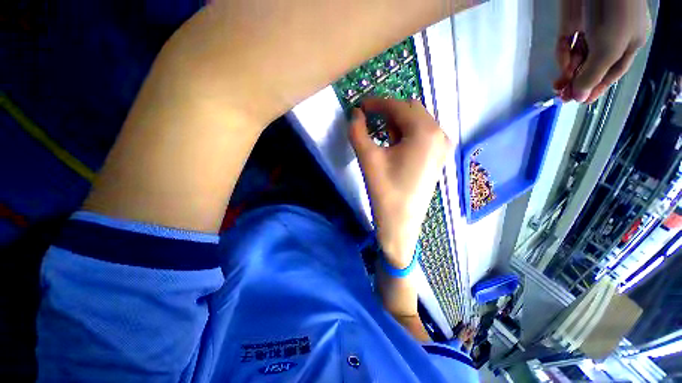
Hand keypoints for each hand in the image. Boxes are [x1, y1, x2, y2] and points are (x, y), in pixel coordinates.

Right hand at [349, 98, 451, 267]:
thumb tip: (355, 114)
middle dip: (388, 111)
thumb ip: (357, 132)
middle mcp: (439, 134)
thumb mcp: (368, 159)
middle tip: (369, 120)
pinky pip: (421, 135)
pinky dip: (405, 133)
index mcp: (425, 132)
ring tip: (379, 132)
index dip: (377, 103)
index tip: (360, 106)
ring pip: (417, 122)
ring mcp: (441, 147)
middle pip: (411, 110)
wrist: (401, 223)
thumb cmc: (385, 191)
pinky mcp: (437, 157)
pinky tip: (393, 143)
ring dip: (397, 122)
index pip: (398, 106)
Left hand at [554, 0, 650, 103]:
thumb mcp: (609, 49)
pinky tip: (561, 69)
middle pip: (592, 65)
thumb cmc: (616, 15)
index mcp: (628, 44)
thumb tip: (580, 97)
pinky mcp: (572, 22)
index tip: (581, 101)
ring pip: (578, 57)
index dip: (597, 87)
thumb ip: (593, 74)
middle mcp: (610, 37)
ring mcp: (591, 28)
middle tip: (564, 98)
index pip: (611, 71)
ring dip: (568, 74)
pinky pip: (566, 43)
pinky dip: (562, 57)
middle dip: (579, 82)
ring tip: (558, 90)